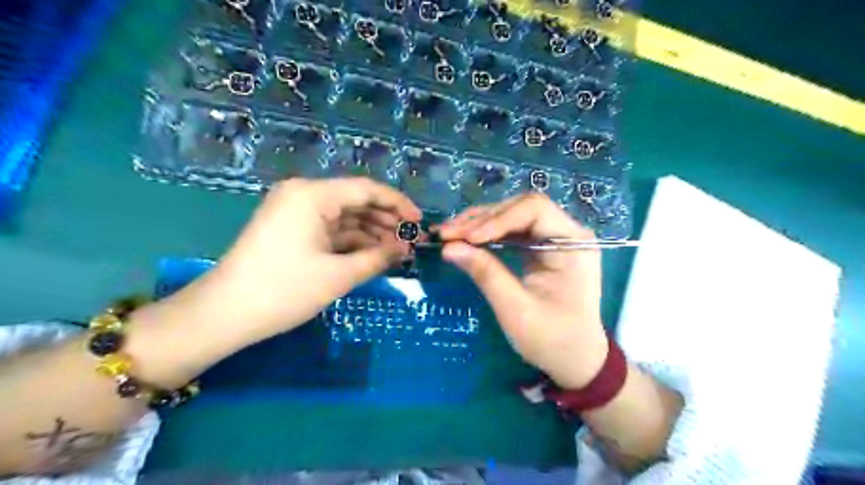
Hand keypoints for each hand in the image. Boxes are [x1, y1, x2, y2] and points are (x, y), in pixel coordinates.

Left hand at [174, 181, 418, 341]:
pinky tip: (373, 254)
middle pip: (356, 201)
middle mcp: (304, 195)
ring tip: (397, 252)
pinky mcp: (292, 229)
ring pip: (345, 217)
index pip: (366, 189)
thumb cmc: (283, 290)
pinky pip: (331, 230)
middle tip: (411, 243)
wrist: (224, 314)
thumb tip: (405, 249)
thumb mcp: (338, 275)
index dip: (398, 204)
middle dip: (386, 221)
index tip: (419, 223)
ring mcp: (296, 212)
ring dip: (371, 233)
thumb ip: (378, 257)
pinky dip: (352, 242)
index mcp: (312, 195)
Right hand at [440, 191, 606, 387]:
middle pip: (520, 208)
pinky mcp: (541, 248)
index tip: (467, 238)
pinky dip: (486, 234)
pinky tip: (465, 240)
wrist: (575, 359)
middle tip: (447, 233)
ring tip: (449, 234)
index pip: (534, 209)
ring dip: (479, 224)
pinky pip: (511, 231)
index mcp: (573, 243)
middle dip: (481, 219)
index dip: (497, 219)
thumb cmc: (552, 339)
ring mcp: (553, 238)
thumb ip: (485, 274)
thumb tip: (449, 248)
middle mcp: (566, 232)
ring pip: (512, 216)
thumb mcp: (516, 309)